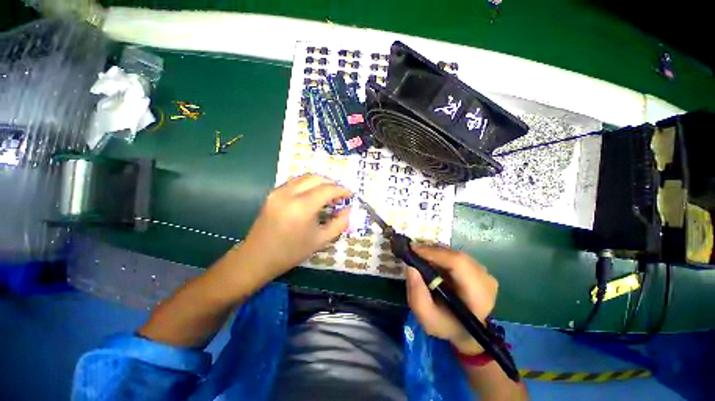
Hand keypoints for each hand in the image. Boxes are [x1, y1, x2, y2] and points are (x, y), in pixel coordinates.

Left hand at [238, 174, 351, 280]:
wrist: (258, 257)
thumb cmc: (292, 251)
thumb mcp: (321, 240)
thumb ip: (340, 223)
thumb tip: (349, 210)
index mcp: (302, 207)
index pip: (327, 190)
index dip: (341, 190)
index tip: (350, 195)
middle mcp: (289, 194)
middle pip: (316, 178)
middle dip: (331, 184)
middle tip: (339, 195)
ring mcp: (278, 191)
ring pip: (304, 177)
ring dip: (319, 182)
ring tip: (327, 194)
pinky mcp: (272, 193)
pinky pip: (295, 182)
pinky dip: (308, 184)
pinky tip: (312, 195)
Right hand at [406, 245, 497, 354]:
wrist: (465, 330)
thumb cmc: (447, 326)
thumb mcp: (427, 319)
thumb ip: (417, 296)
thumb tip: (410, 268)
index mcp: (478, 297)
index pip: (459, 264)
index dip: (435, 253)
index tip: (413, 250)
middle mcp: (486, 281)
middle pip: (456, 256)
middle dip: (432, 251)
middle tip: (412, 251)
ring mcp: (484, 273)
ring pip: (456, 253)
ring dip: (435, 251)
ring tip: (419, 255)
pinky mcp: (479, 268)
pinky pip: (457, 254)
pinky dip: (441, 253)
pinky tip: (431, 259)